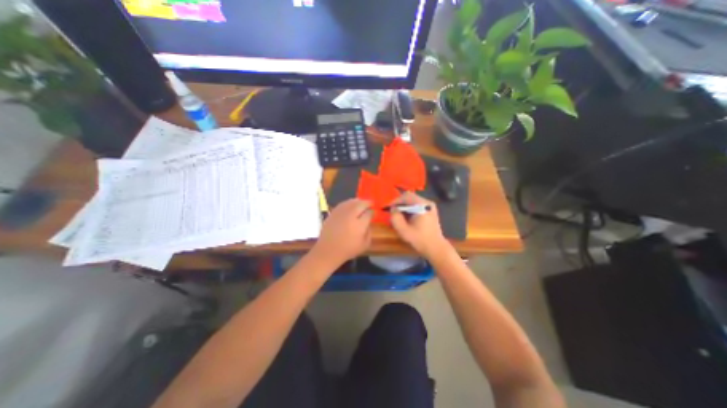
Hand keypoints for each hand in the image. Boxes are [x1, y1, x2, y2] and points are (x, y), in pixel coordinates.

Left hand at [312, 198, 371, 266]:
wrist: (328, 251)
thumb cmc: (348, 250)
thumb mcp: (364, 245)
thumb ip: (369, 232)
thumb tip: (369, 223)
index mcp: (359, 225)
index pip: (369, 213)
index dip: (372, 212)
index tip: (373, 213)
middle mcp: (350, 216)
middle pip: (361, 204)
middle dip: (367, 203)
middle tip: (370, 203)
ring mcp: (341, 213)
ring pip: (351, 202)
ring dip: (358, 201)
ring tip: (361, 202)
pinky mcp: (333, 213)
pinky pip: (343, 204)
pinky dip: (348, 202)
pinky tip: (351, 205)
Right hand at [392, 191, 448, 257]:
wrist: (436, 248)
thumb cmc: (420, 240)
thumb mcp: (403, 230)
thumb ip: (395, 218)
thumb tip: (393, 209)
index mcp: (422, 205)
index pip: (406, 196)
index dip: (395, 201)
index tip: (388, 209)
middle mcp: (427, 203)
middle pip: (410, 197)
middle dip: (399, 204)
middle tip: (392, 212)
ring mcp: (430, 206)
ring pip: (413, 201)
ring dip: (404, 207)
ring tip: (398, 216)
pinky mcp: (430, 210)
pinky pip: (417, 205)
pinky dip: (410, 209)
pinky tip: (407, 218)